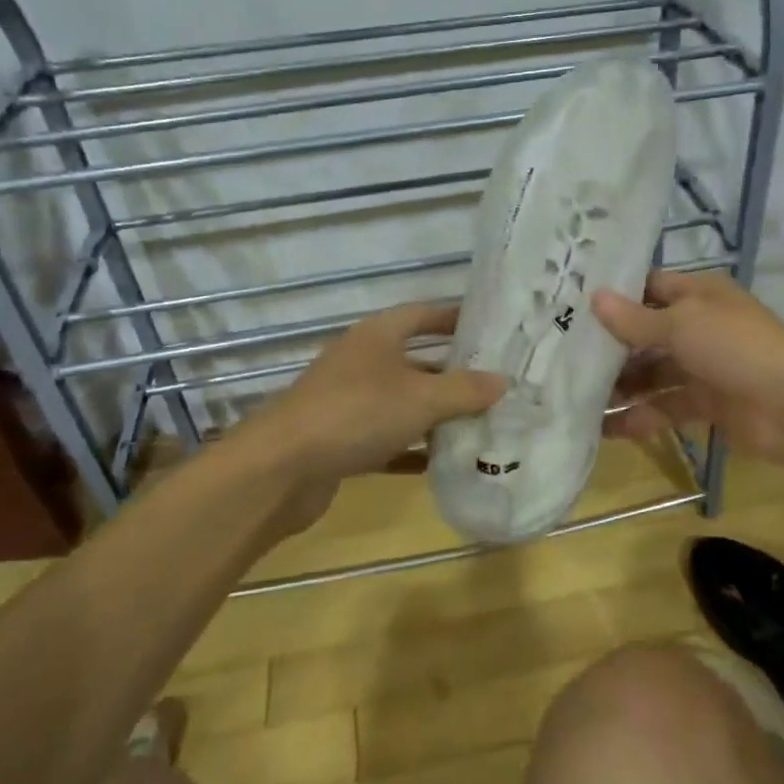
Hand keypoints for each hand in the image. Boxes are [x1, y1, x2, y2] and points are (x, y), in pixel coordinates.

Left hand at [246, 302, 504, 512]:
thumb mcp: (421, 398)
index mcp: (378, 336)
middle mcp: (362, 362)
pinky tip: (441, 463)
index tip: (490, 328)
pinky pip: (387, 439)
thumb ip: (465, 390)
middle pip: (416, 360)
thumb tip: (502, 380)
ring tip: (480, 423)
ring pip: (402, 402)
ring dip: (435, 413)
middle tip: (496, 383)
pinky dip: (412, 449)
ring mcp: (348, 402)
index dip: (455, 317)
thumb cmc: (356, 414)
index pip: (423, 314)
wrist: (281, 468)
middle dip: (453, 372)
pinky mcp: (341, 440)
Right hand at [591, 270, 783, 466]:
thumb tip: (594, 297)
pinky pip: (666, 407)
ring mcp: (704, 367)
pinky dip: (640, 417)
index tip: (574, 304)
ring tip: (578, 397)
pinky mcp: (707, 404)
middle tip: (565, 356)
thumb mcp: (680, 325)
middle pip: (647, 334)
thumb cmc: (734, 348)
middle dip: (611, 346)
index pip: (650, 288)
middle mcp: (700, 327)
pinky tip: (607, 428)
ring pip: (654, 373)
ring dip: (622, 385)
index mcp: (699, 296)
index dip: (617, 296)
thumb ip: (635, 319)